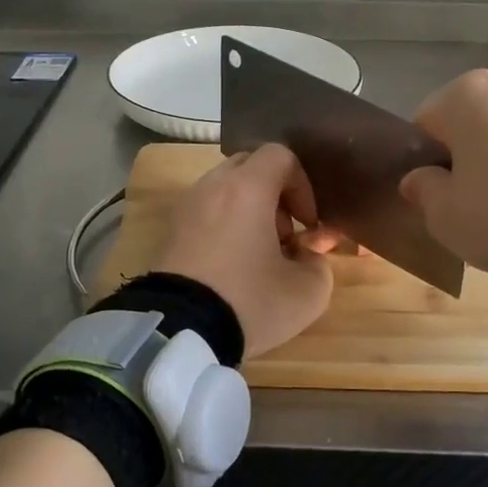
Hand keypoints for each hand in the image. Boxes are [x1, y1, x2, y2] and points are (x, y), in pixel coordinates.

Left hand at [155, 144, 339, 357]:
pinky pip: (205, 212)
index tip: (307, 224)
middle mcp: (212, 186)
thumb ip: (319, 264)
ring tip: (257, 255)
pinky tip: (231, 266)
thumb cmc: (249, 301)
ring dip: (248, 211)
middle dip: (274, 195)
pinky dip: (224, 225)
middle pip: (249, 167)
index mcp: (247, 188)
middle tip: (284, 235)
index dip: (303, 185)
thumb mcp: (306, 292)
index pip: (280, 155)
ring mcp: (186, 207)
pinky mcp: (169, 231)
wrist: (179, 331)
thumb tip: (308, 254)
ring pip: (225, 190)